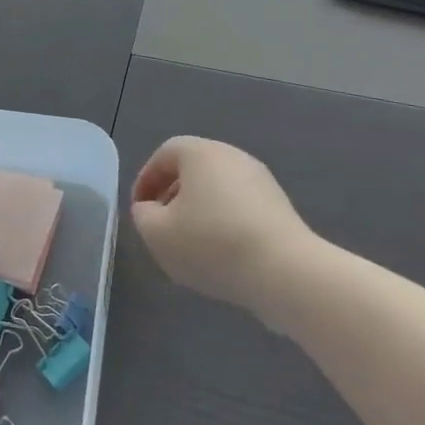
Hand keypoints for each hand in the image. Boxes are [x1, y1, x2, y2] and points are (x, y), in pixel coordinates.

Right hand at [130, 137, 315, 314]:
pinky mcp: (279, 206)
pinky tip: (221, 253)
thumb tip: (150, 208)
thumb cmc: (212, 244)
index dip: (146, 180)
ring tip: (190, 244)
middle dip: (172, 195)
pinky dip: (223, 222)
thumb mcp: (158, 233)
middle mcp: (232, 156)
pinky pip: (239, 206)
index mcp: (200, 153)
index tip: (139, 210)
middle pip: (193, 169)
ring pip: (217, 189)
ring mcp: (260, 180)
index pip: (165, 154)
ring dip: (198, 210)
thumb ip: (143, 215)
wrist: (284, 271)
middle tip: (161, 225)